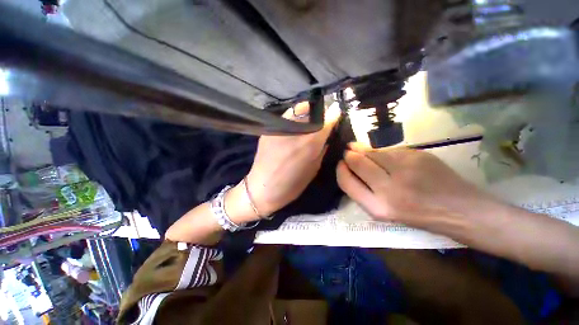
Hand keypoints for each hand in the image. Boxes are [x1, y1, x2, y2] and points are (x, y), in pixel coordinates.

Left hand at [242, 102, 340, 217]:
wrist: (262, 188)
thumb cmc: (292, 184)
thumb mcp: (314, 169)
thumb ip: (322, 150)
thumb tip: (327, 136)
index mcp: (309, 144)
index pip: (326, 121)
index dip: (333, 115)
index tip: (337, 112)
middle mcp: (295, 131)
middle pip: (312, 111)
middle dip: (320, 113)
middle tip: (323, 118)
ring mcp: (279, 128)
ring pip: (297, 110)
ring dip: (307, 113)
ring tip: (309, 120)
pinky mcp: (269, 129)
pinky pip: (285, 117)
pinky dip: (294, 118)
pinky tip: (295, 126)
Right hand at [336, 143, 496, 227]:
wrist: (461, 211)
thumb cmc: (418, 216)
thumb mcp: (385, 211)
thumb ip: (364, 190)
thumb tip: (348, 167)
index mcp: (378, 208)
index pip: (346, 182)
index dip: (341, 170)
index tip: (341, 163)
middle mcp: (388, 189)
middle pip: (357, 162)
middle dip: (350, 155)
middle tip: (349, 152)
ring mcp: (404, 170)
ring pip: (372, 152)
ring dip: (363, 149)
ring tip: (361, 149)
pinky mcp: (418, 156)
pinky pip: (389, 150)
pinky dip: (382, 151)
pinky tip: (385, 155)